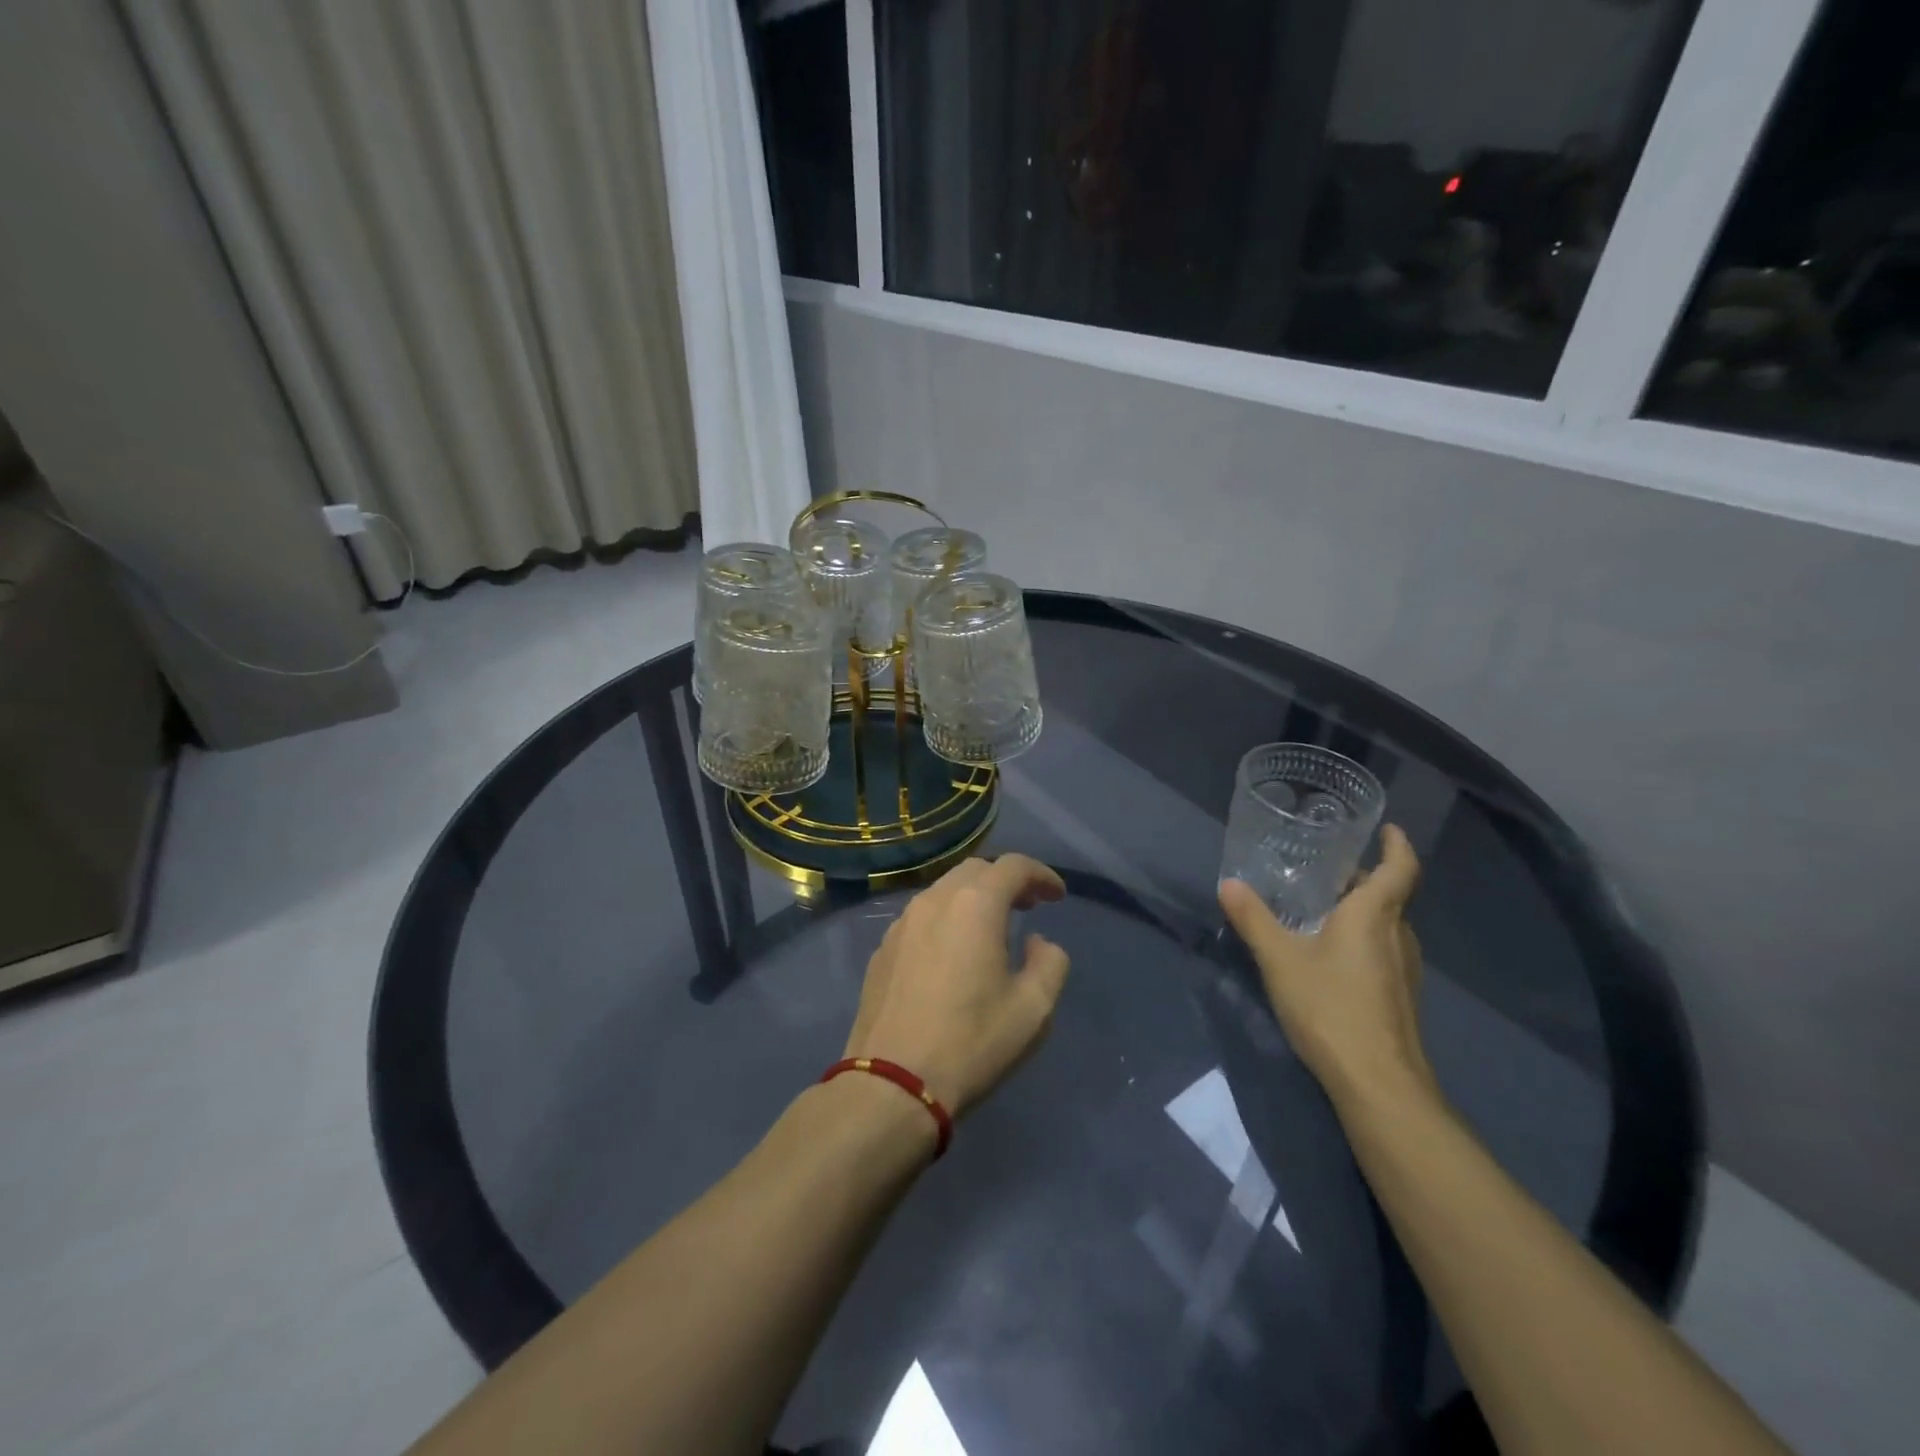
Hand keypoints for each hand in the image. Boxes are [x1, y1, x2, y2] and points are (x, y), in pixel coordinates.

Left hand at [843, 854, 1071, 1117]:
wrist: (892, 1083)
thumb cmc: (971, 1043)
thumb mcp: (1033, 1009)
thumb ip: (1050, 963)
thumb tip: (1037, 942)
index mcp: (974, 905)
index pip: (1013, 867)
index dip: (1041, 874)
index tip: (1057, 896)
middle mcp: (934, 901)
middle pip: (975, 870)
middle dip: (1006, 880)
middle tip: (1028, 906)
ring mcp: (901, 923)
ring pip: (944, 890)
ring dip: (973, 898)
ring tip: (992, 927)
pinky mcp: (882, 949)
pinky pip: (921, 917)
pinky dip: (946, 918)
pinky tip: (953, 952)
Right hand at [1219, 825, 1437, 1113]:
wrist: (1378, 1083)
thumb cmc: (1330, 1007)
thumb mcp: (1280, 959)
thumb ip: (1254, 919)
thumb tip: (1229, 884)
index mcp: (1374, 915)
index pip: (1400, 868)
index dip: (1397, 845)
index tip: (1386, 828)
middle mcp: (1397, 936)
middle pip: (1389, 896)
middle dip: (1363, 879)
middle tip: (1326, 871)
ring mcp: (1404, 970)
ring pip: (1386, 926)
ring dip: (1362, 911)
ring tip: (1322, 909)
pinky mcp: (1400, 997)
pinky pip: (1383, 952)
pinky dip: (1362, 940)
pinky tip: (1330, 957)